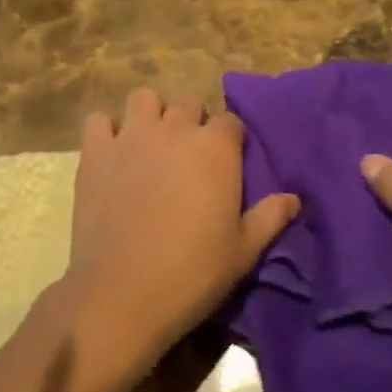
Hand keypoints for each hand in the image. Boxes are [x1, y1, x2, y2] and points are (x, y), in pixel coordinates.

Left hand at [66, 87, 299, 374]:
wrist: (123, 293)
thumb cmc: (193, 272)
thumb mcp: (244, 251)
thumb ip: (270, 217)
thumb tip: (295, 199)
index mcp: (216, 148)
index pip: (230, 121)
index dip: (229, 141)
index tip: (224, 167)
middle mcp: (175, 129)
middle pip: (188, 104)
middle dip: (191, 125)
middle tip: (187, 161)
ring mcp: (131, 136)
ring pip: (144, 99)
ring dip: (151, 115)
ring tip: (150, 146)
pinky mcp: (95, 151)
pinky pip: (97, 119)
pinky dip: (106, 131)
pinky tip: (112, 154)